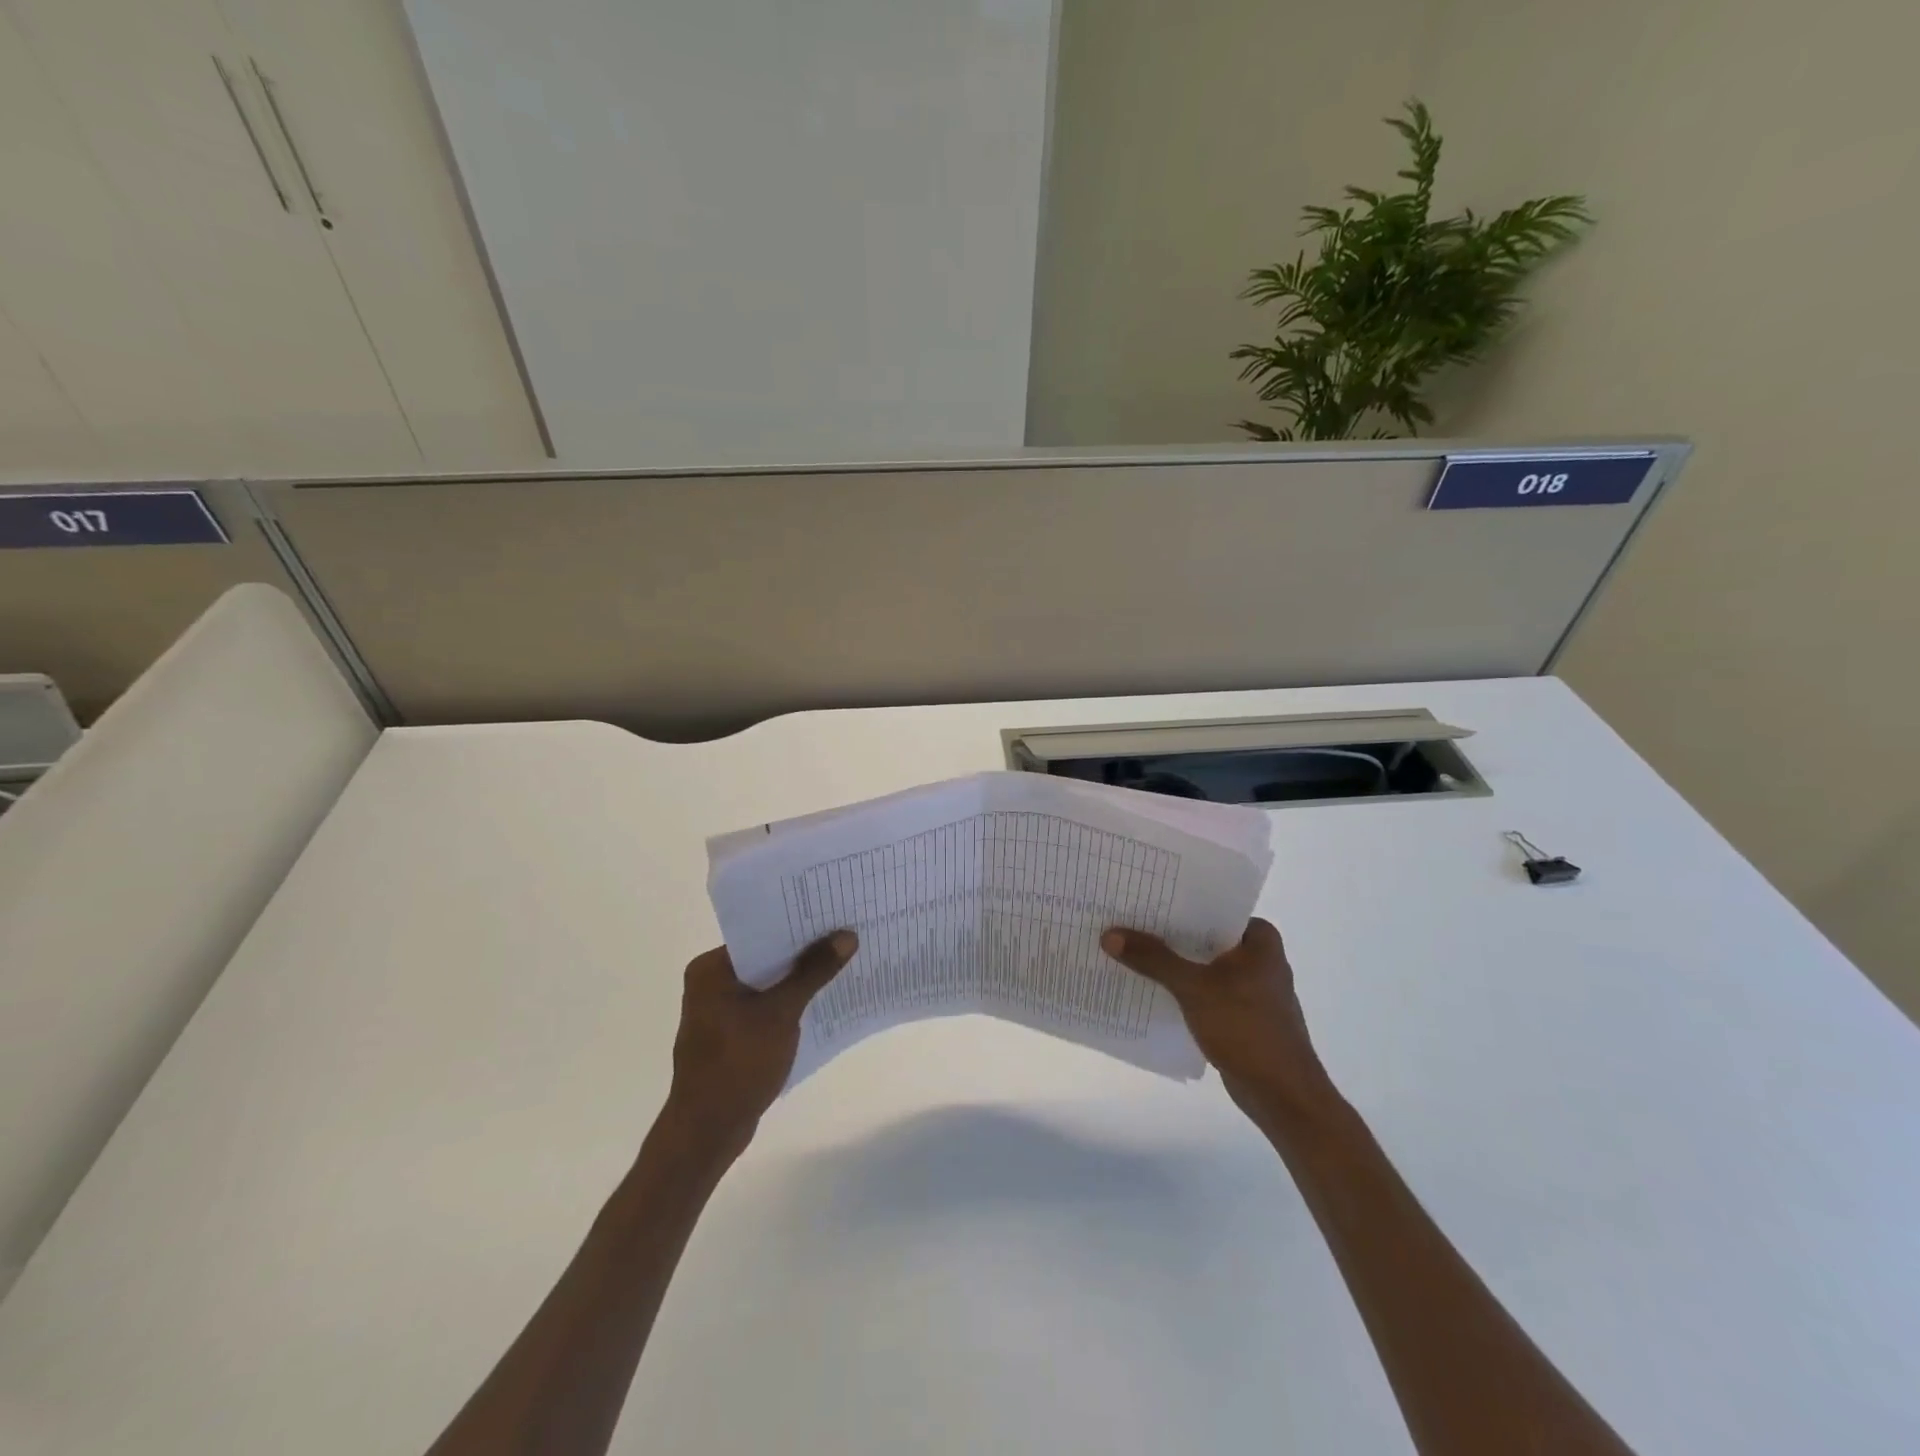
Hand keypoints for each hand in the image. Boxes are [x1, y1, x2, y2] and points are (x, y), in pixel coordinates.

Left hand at [664, 931, 857, 1155]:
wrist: (707, 1132)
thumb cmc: (738, 1064)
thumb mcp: (781, 1012)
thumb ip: (813, 971)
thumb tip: (847, 935)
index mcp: (711, 968)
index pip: (759, 932)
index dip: (797, 925)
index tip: (833, 914)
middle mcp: (710, 982)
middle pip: (765, 956)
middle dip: (803, 951)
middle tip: (845, 934)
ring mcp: (719, 1010)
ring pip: (767, 982)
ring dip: (798, 977)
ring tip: (841, 961)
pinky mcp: (730, 1033)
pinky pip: (764, 1005)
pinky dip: (789, 1001)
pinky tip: (821, 999)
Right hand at [1101, 918, 1330, 1116]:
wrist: (1283, 1096)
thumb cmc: (1247, 1029)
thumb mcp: (1194, 988)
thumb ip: (1153, 959)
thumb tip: (1110, 935)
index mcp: (1259, 938)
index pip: (1211, 906)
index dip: (1175, 901)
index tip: (1139, 895)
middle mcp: (1258, 956)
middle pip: (1203, 935)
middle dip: (1167, 931)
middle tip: (1124, 918)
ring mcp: (1250, 986)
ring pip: (1202, 963)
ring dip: (1171, 960)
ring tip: (1129, 947)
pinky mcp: (1240, 1013)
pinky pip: (1203, 988)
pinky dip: (1180, 986)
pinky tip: (1148, 985)